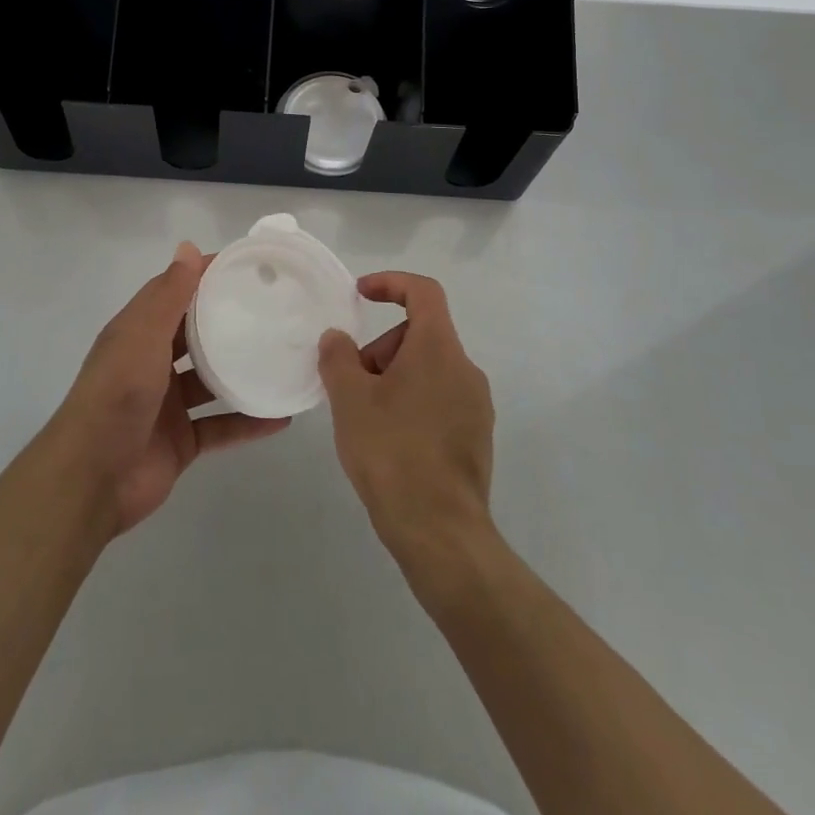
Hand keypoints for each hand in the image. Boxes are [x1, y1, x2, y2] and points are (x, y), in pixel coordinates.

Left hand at [46, 241, 289, 538]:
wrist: (92, 479)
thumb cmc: (117, 395)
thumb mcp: (142, 336)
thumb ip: (169, 295)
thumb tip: (187, 246)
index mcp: (137, 332)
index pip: (174, 292)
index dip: (205, 276)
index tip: (246, 266)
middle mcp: (152, 363)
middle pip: (195, 335)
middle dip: (228, 321)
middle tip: (275, 308)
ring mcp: (167, 404)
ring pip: (211, 380)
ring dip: (242, 371)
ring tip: (283, 357)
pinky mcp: (181, 440)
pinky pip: (221, 426)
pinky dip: (248, 422)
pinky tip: (282, 417)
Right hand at [318, 272, 495, 559]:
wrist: (440, 532)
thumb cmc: (392, 452)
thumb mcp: (350, 399)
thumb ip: (338, 357)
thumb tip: (337, 338)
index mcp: (439, 349)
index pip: (423, 292)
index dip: (391, 283)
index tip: (360, 294)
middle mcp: (465, 369)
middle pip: (421, 334)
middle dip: (381, 349)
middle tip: (351, 384)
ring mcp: (476, 405)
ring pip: (428, 369)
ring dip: (394, 378)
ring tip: (365, 418)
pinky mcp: (477, 436)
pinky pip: (439, 399)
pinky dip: (411, 402)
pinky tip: (389, 441)